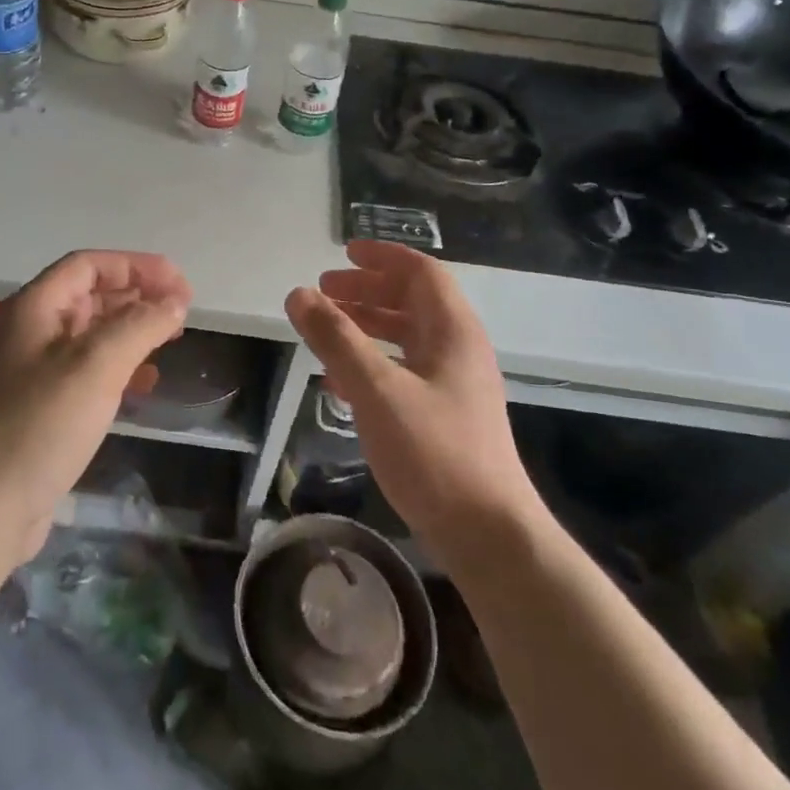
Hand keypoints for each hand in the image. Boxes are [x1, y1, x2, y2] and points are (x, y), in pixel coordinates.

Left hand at [0, 251, 191, 572]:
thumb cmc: (39, 425)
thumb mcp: (96, 365)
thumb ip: (140, 325)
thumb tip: (175, 300)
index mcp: (35, 308)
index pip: (89, 265)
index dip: (136, 266)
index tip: (180, 285)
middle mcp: (31, 331)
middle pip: (90, 296)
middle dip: (137, 296)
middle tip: (181, 312)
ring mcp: (32, 372)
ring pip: (91, 334)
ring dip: (131, 331)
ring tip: (170, 341)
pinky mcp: (40, 409)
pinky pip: (86, 372)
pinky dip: (119, 367)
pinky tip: (144, 384)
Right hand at [285, 241, 538, 568]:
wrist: (490, 535)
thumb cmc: (435, 453)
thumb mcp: (377, 389)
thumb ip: (336, 339)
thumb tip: (299, 294)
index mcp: (453, 331)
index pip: (420, 272)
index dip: (382, 257)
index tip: (343, 253)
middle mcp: (459, 349)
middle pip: (413, 301)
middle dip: (367, 291)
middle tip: (325, 291)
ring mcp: (455, 385)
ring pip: (407, 337)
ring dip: (367, 326)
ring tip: (326, 330)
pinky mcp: (446, 416)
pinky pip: (405, 370)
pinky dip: (372, 363)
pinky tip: (340, 382)